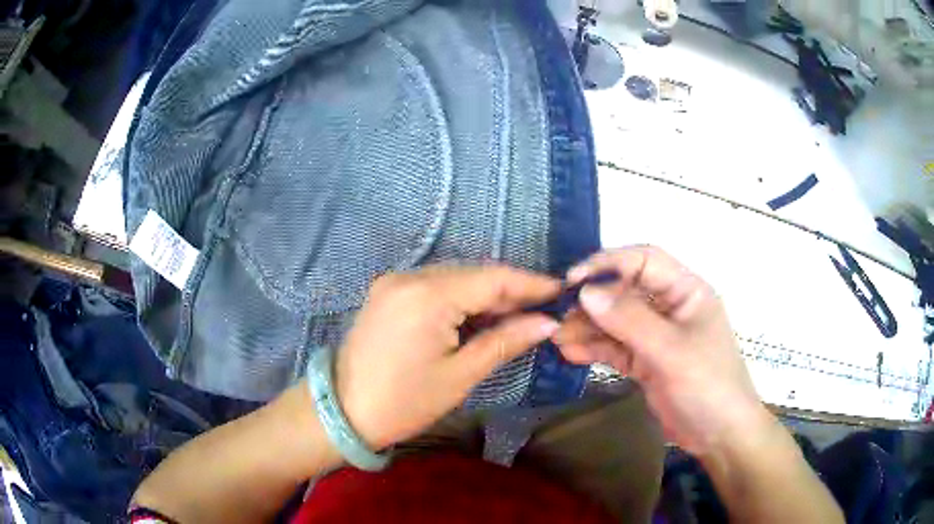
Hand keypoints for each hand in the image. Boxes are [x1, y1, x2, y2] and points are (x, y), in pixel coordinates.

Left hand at [334, 265, 560, 448]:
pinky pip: (434, 286)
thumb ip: (505, 341)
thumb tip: (548, 323)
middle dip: (509, 292)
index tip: (561, 291)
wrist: (344, 411)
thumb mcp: (460, 375)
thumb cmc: (404, 402)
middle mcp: (410, 276)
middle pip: (473, 274)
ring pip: (455, 279)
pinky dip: (460, 299)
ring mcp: (394, 281)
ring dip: (485, 296)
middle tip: (542, 311)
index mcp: (427, 295)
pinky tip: (479, 318)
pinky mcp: (387, 292)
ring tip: (516, 317)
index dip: (530, 284)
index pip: (492, 279)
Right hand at [553, 246, 769, 456]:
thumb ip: (630, 320)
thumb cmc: (707, 385)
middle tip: (558, 316)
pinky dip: (594, 349)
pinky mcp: (646, 361)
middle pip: (626, 291)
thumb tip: (586, 292)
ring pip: (617, 321)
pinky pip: (616, 347)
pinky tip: (570, 353)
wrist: (720, 436)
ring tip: (556, 336)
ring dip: (588, 327)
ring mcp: (657, 336)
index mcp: (686, 291)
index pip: (644, 261)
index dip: (608, 263)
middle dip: (592, 301)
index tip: (573, 280)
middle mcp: (670, 307)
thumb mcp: (670, 351)